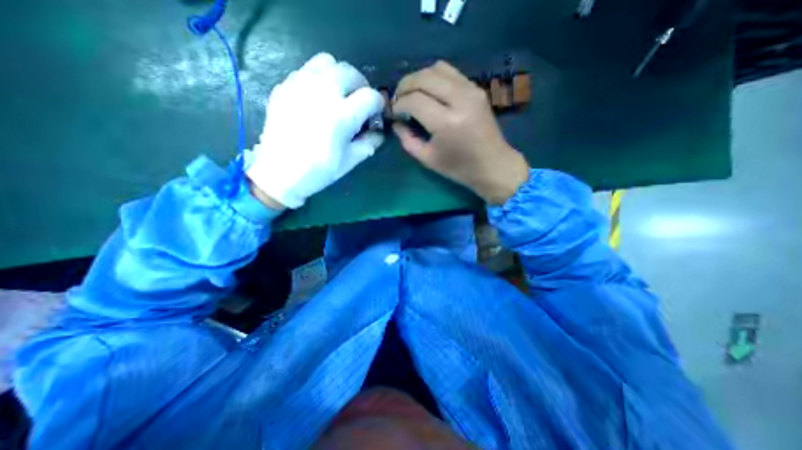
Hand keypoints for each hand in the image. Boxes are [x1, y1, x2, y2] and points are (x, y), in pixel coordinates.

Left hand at [250, 50, 387, 208]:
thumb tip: (379, 132)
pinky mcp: (285, 86)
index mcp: (343, 115)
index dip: (378, 105)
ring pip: (327, 62)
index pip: (371, 96)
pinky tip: (317, 98)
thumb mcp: (350, 161)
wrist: (280, 172)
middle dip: (361, 86)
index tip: (376, 114)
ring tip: (339, 94)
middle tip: (359, 102)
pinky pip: (307, 70)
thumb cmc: (319, 170)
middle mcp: (323, 93)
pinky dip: (319, 78)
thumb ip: (369, 143)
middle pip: (351, 72)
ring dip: (340, 76)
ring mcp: (301, 85)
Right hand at [391, 61, 530, 205]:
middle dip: (404, 86)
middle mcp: (459, 99)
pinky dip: (434, 77)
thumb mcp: (427, 159)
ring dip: (418, 78)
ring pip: (437, 68)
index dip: (398, 104)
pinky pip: (450, 72)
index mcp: (446, 123)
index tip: (393, 112)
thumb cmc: (459, 168)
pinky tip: (429, 92)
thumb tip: (396, 122)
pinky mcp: (476, 88)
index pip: (414, 101)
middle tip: (398, 100)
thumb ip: (407, 140)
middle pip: (423, 77)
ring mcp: (471, 90)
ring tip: (411, 93)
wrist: (493, 165)